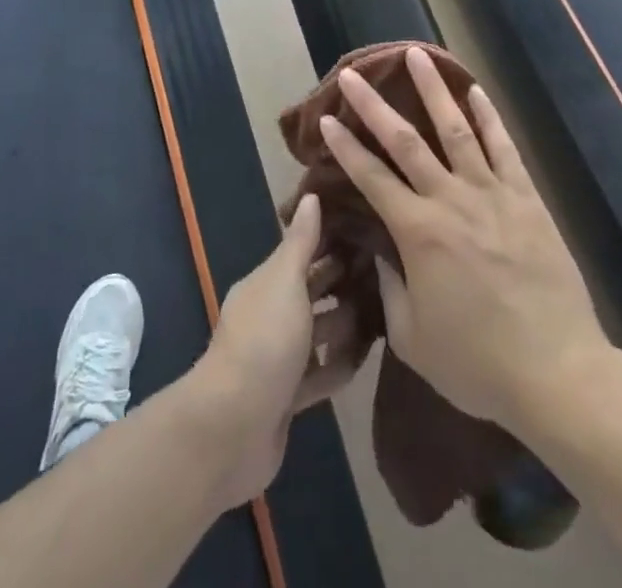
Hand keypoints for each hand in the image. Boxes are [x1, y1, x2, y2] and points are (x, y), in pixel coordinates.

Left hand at [183, 193, 358, 506]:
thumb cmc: (264, 342)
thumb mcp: (285, 282)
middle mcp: (270, 314)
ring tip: (386, 313)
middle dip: (344, 282)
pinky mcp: (287, 397)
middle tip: (388, 271)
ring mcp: (277, 358)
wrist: (233, 427)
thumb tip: (312, 195)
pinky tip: (366, 359)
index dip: (332, 241)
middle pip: (312, 292)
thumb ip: (301, 243)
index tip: (369, 230)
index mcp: (266, 283)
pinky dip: (338, 365)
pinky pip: (319, 374)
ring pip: (317, 332)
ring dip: (345, 324)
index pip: (302, 253)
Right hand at [321, 48, 609, 435]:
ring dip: (433, 90)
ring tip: (416, 55)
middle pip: (404, 141)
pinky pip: (504, 148)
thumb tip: (382, 251)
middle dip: (374, 105)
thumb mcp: (414, 339)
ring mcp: (491, 194)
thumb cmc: (478, 364)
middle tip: (353, 74)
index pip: (370, 177)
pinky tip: (475, 91)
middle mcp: (450, 200)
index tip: (326, 118)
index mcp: (417, 232)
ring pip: (455, 129)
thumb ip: (391, 288)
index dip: (345, 146)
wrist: (558, 374)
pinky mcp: (526, 199)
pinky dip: (488, 116)